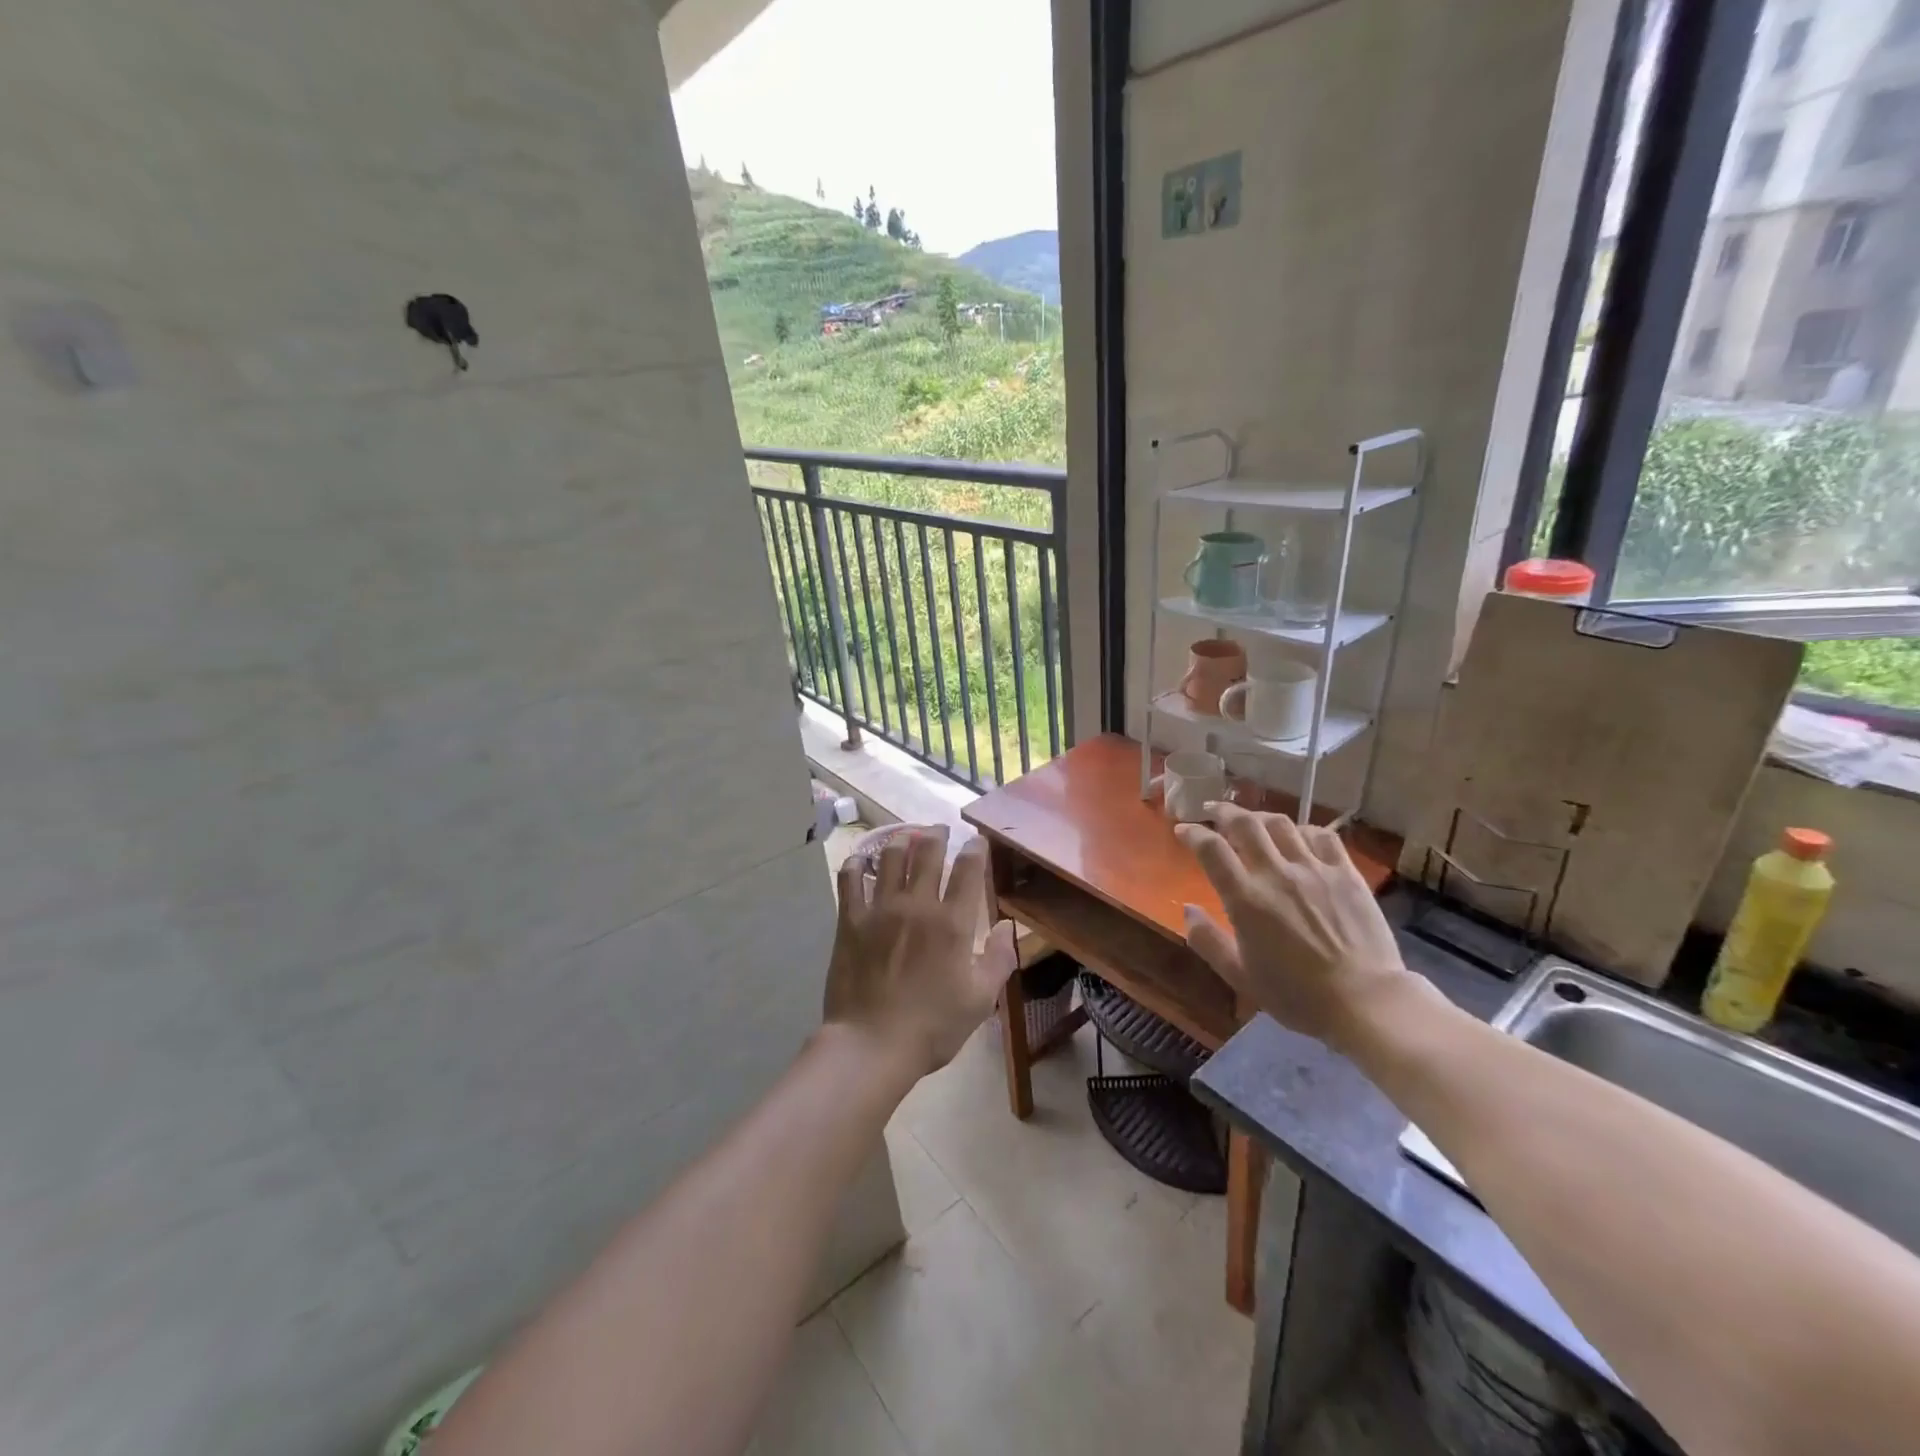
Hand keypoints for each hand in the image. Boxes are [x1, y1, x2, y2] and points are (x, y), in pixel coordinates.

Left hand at [826, 827, 1017, 1079]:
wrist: (871, 1045)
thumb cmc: (932, 1027)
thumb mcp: (980, 999)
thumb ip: (999, 958)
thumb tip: (1007, 926)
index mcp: (953, 923)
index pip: (968, 870)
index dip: (975, 849)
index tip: (976, 842)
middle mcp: (917, 905)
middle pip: (928, 852)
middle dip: (937, 834)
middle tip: (939, 830)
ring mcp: (880, 910)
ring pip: (890, 858)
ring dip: (901, 841)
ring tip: (905, 837)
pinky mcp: (851, 921)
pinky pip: (850, 880)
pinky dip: (857, 864)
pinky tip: (861, 861)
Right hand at [1174, 804, 1415, 1046]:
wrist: (1364, 1002)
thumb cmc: (1296, 995)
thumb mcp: (1239, 975)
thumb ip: (1208, 940)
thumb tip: (1188, 909)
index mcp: (1245, 898)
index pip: (1211, 849)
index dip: (1192, 833)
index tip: (1183, 830)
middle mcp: (1276, 873)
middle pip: (1245, 824)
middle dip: (1223, 812)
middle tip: (1213, 811)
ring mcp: (1314, 869)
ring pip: (1281, 824)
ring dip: (1260, 817)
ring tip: (1253, 821)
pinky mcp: (1346, 873)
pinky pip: (1322, 836)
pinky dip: (1303, 830)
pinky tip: (1299, 837)